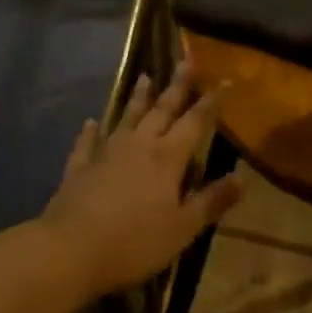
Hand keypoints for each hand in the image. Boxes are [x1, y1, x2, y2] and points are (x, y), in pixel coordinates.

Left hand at [40, 65, 242, 297]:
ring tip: (144, 77)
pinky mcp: (79, 168)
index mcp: (167, 158)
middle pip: (161, 110)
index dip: (210, 103)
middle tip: (185, 61)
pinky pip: (87, 144)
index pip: (194, 123)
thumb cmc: (134, 242)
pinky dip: (90, 132)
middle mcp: (138, 146)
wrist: (69, 250)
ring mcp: (105, 154)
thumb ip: (211, 201)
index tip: (223, 80)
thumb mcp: (183, 229)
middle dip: (176, 87)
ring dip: (137, 98)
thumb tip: (242, 178)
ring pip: (126, 118)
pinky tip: (90, 122)